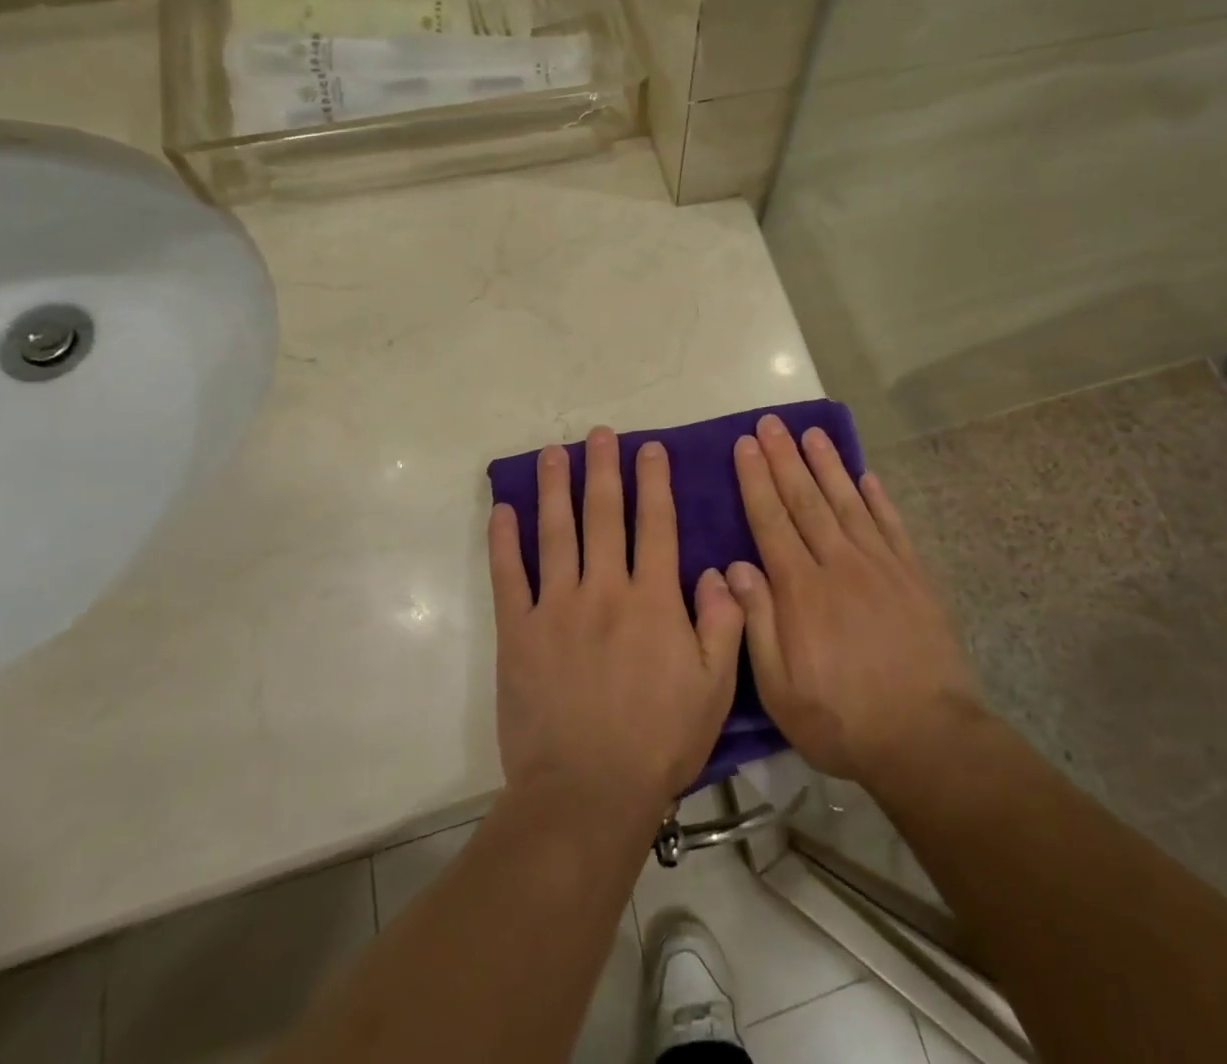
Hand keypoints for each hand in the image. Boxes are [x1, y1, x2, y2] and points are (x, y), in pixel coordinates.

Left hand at [489, 426, 745, 819]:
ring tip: (553, 453)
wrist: (587, 793)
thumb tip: (719, 570)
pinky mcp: (518, 633)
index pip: (656, 524)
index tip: (649, 449)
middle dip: (603, 469)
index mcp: (653, 599)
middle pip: (603, 515)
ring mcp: (556, 608)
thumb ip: (724, 622)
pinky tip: (502, 510)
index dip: (654, 482)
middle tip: (600, 433)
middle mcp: (604, 589)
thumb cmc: (659, 740)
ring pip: (555, 533)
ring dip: (554, 488)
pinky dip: (504, 541)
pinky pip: (508, 577)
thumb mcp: (715, 687)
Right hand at [727, 414, 982, 787]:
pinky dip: (877, 498)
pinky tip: (866, 476)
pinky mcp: (913, 577)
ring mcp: (880, 566)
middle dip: (784, 458)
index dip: (756, 480)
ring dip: (827, 464)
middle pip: (806, 500)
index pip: (771, 521)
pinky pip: (891, 526)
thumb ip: (756, 623)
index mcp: (801, 590)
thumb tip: (734, 567)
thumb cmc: (842, 719)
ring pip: (847, 502)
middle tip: (770, 422)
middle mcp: (838, 564)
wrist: (926, 738)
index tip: (745, 445)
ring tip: (812, 432)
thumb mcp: (780, 689)